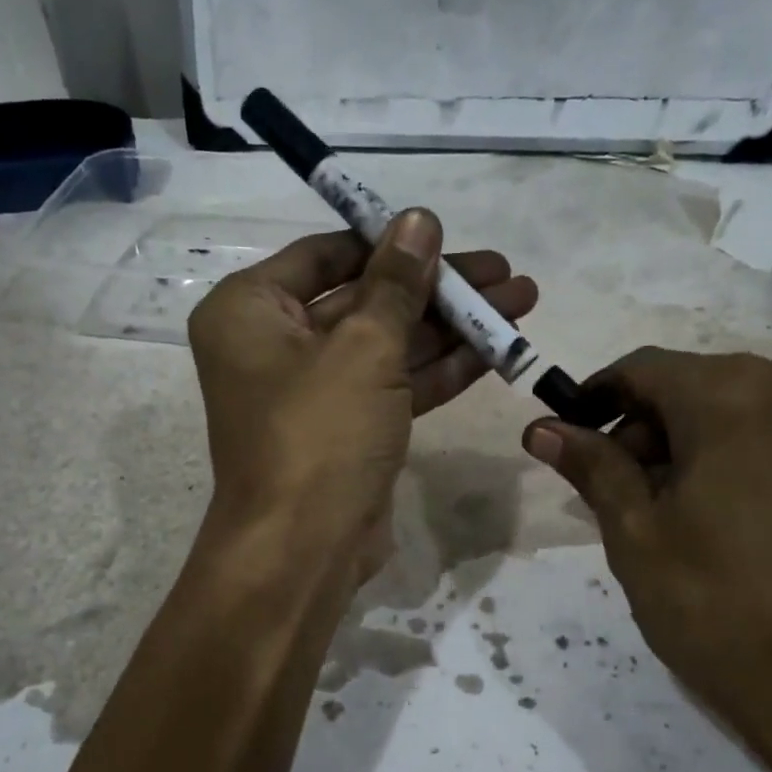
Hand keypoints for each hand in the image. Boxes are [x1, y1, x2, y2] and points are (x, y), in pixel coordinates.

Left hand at [189, 209, 536, 581]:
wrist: (304, 551)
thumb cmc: (319, 434)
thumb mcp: (364, 348)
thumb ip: (396, 283)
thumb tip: (419, 220)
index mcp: (250, 311)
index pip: (326, 255)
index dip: (389, 243)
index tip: (446, 235)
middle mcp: (275, 345)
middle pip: (366, 300)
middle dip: (437, 289)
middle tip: (504, 273)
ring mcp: (314, 391)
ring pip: (388, 345)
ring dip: (451, 327)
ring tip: (520, 302)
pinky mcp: (347, 429)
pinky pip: (394, 385)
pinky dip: (440, 369)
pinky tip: (496, 349)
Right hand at [521, 348, 771, 771]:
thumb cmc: (714, 600)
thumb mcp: (635, 530)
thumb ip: (590, 465)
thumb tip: (541, 428)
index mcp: (730, 394)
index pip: (640, 370)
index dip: (592, 399)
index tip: (561, 440)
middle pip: (682, 386)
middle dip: (635, 430)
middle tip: (603, 493)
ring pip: (719, 409)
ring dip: (673, 446)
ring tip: (648, 513)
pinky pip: (756, 431)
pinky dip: (714, 455)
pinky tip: (696, 512)